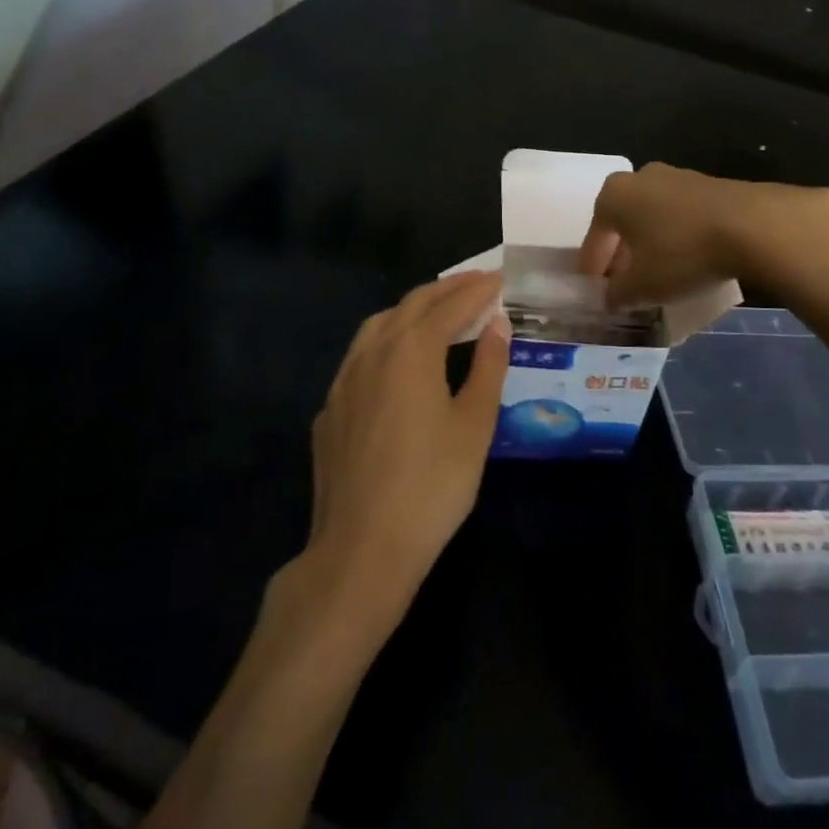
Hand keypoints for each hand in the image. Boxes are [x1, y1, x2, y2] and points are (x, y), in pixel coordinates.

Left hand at [300, 272, 510, 621]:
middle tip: (475, 283)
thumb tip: (497, 324)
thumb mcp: (474, 426)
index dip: (476, 291)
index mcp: (411, 351)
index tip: (499, 279)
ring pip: (378, 325)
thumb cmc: (432, 486)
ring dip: (412, 309)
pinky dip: (387, 339)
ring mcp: (344, 381)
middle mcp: (372, 353)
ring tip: (438, 309)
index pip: (448, 306)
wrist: (361, 549)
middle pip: (410, 305)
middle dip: (445, 290)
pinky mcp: (330, 410)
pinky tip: (396, 360)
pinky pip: (360, 355)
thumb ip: (488, 367)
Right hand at [579, 163, 828, 303]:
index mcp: (615, 195)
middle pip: (623, 221)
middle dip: (621, 252)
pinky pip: (680, 215)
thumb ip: (619, 293)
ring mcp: (678, 177)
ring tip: (656, 273)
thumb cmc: (682, 252)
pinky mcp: (709, 185)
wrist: (751, 225)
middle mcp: (641, 177)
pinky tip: (686, 259)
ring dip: (650, 243)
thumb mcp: (643, 285)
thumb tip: (611, 297)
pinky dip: (676, 236)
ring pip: (653, 216)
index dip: (592, 265)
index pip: (595, 236)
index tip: (592, 286)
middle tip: (623, 281)